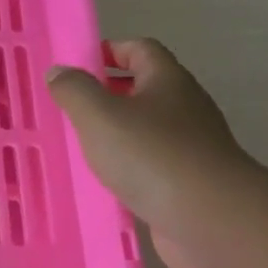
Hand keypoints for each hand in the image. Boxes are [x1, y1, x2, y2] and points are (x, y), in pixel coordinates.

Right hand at [46, 39, 261, 267]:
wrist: (208, 218)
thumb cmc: (150, 155)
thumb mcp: (99, 115)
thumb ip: (74, 90)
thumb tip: (58, 71)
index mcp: (168, 81)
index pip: (140, 49)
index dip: (110, 50)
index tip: (78, 65)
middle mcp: (184, 107)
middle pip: (144, 89)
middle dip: (108, 94)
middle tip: (69, 108)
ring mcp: (189, 146)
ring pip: (146, 130)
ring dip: (115, 134)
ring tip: (78, 146)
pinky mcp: (187, 182)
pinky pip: (150, 165)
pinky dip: (127, 167)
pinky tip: (102, 182)